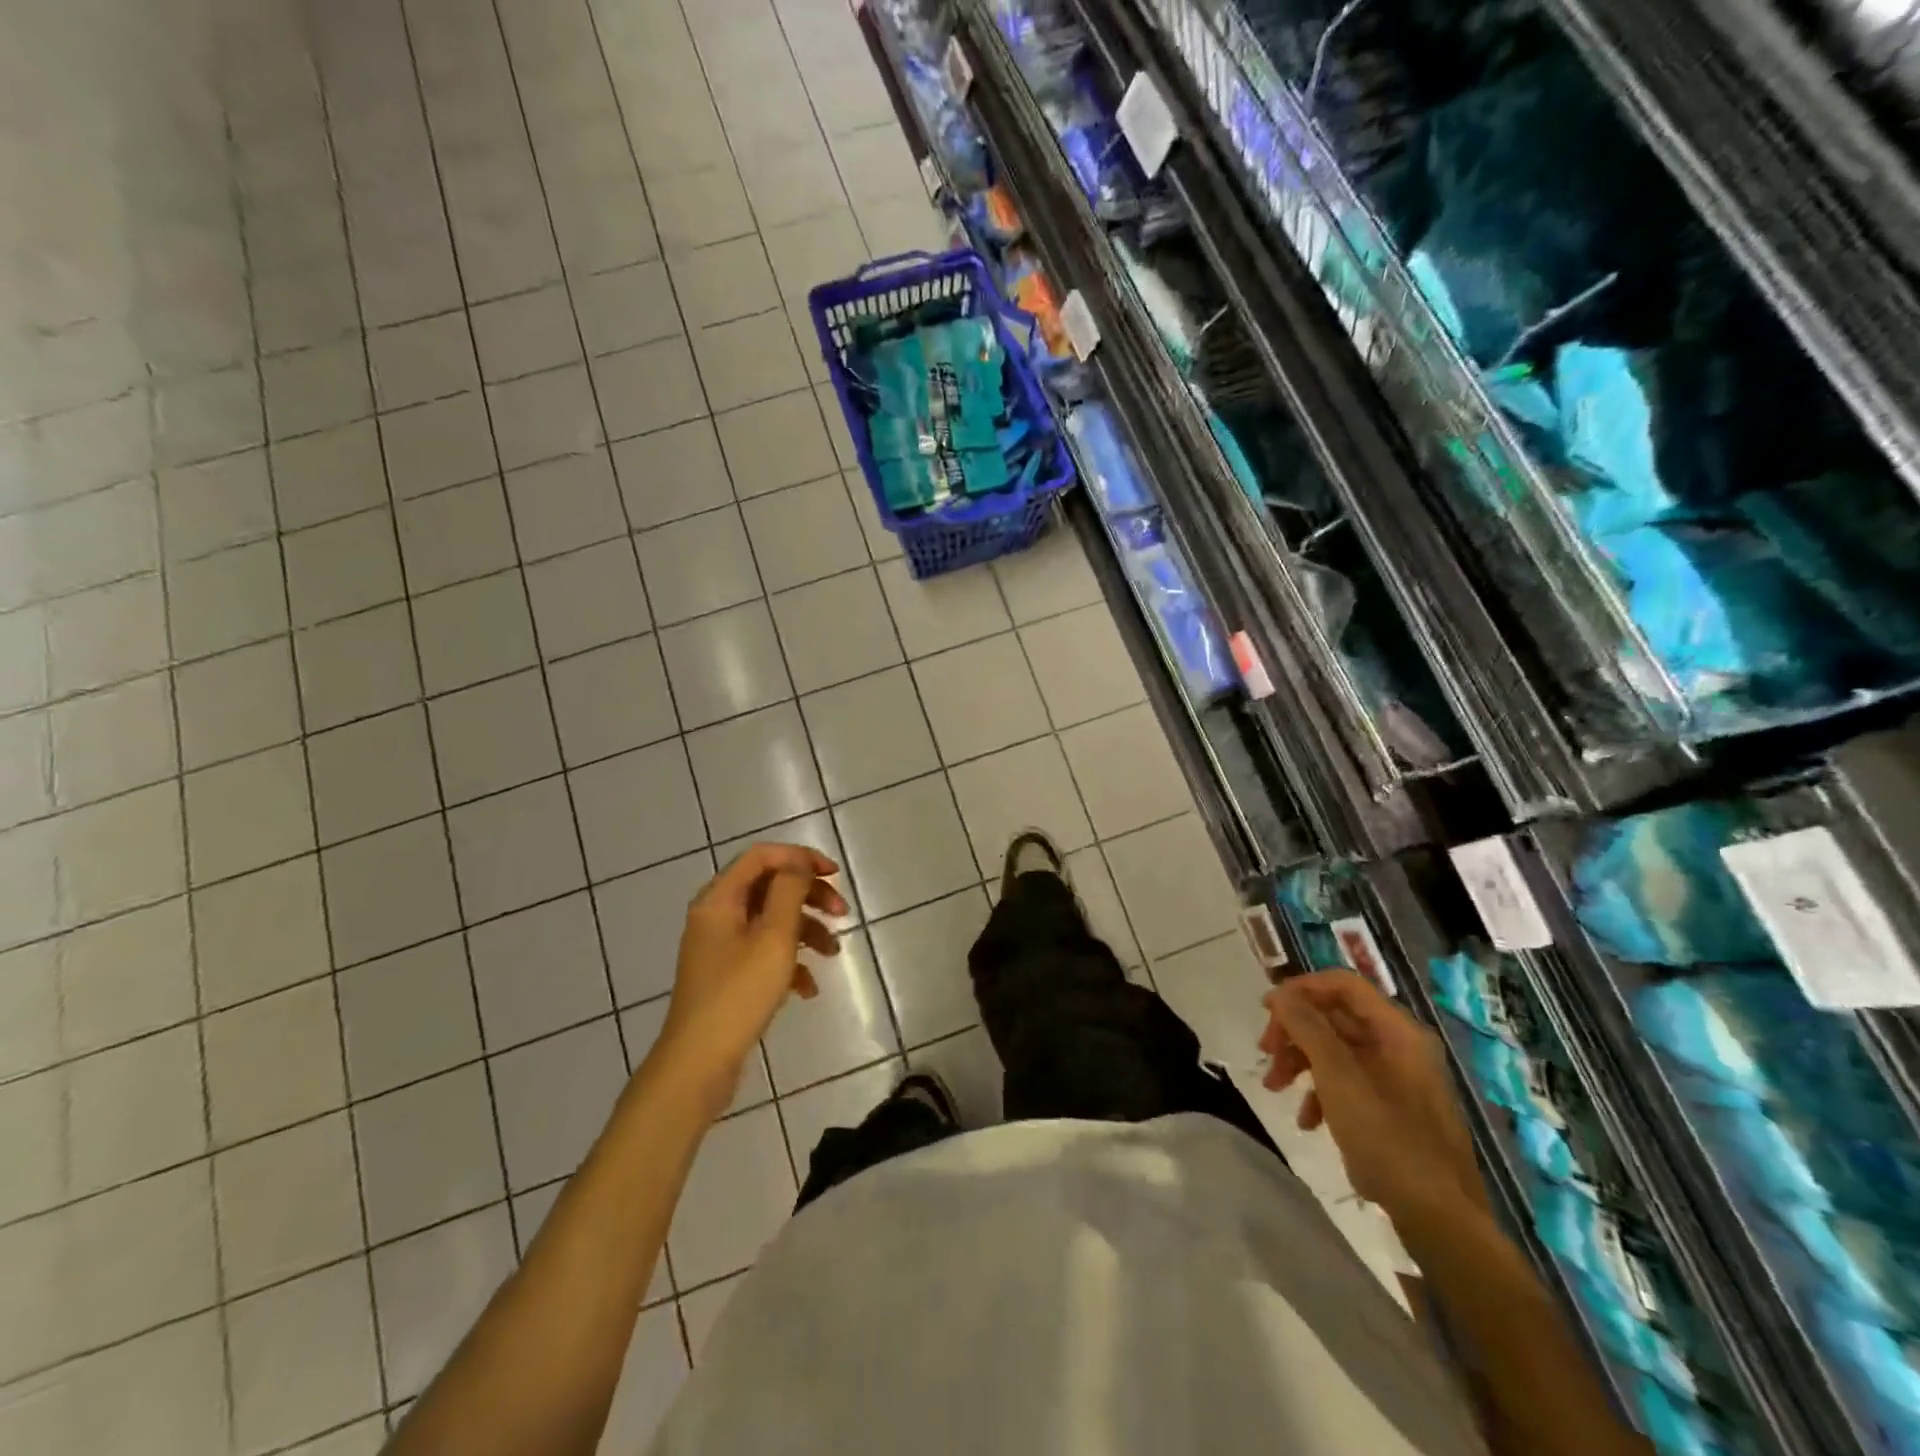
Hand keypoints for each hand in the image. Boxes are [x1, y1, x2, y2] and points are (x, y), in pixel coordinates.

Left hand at [656, 844, 845, 1108]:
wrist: (698, 1064)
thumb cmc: (738, 994)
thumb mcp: (773, 936)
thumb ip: (789, 891)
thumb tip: (798, 865)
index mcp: (720, 899)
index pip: (762, 857)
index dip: (800, 857)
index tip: (834, 875)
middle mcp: (716, 916)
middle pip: (769, 888)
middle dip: (809, 897)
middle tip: (842, 914)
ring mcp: (720, 948)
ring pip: (770, 921)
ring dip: (806, 930)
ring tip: (833, 953)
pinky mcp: (727, 976)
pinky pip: (763, 954)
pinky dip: (789, 962)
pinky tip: (808, 988)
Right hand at [1260, 970, 1483, 1217]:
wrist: (1442, 1221)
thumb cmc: (1389, 1139)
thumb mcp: (1339, 1078)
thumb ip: (1307, 1028)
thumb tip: (1280, 993)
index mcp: (1396, 1031)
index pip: (1343, 984)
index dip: (1301, 989)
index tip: (1267, 1011)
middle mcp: (1400, 1047)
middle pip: (1335, 1017)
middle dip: (1294, 1032)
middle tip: (1264, 1053)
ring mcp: (1398, 1079)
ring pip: (1336, 1051)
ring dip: (1300, 1062)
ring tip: (1274, 1088)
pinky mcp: (1393, 1109)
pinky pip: (1348, 1082)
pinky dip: (1321, 1092)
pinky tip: (1307, 1121)